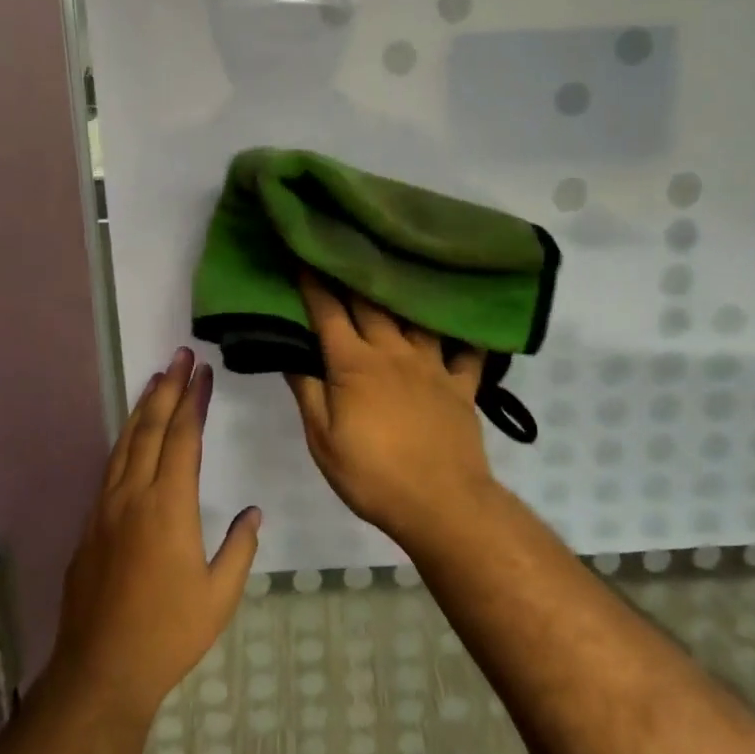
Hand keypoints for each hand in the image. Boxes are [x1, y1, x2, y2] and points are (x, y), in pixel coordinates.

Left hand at [48, 347, 261, 728]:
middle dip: (167, 388)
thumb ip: (239, 547)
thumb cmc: (168, 632)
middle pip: (151, 428)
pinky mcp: (91, 525)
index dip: (193, 400)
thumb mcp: (220, 594)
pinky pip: (111, 466)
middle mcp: (133, 495)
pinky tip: (132, 434)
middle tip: (180, 356)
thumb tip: (252, 512)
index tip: (203, 372)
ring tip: (156, 379)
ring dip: (143, 407)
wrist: (101, 670)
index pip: (183, 437)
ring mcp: (106, 508)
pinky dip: (125, 439)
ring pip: (125, 442)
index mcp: (168, 506)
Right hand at [285, 274, 496, 538]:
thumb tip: (288, 353)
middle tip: (345, 249)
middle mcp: (393, 352)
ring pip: (416, 316)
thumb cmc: (372, 475)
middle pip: (370, 304)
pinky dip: (465, 334)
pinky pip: (467, 351)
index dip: (312, 283)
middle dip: (353, 275)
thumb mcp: (323, 440)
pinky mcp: (461, 385)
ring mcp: (432, 365)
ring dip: (404, 292)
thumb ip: (307, 392)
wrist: (441, 504)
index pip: (328, 313)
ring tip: (398, 268)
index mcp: (354, 364)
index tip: (302, 255)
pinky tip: (466, 320)